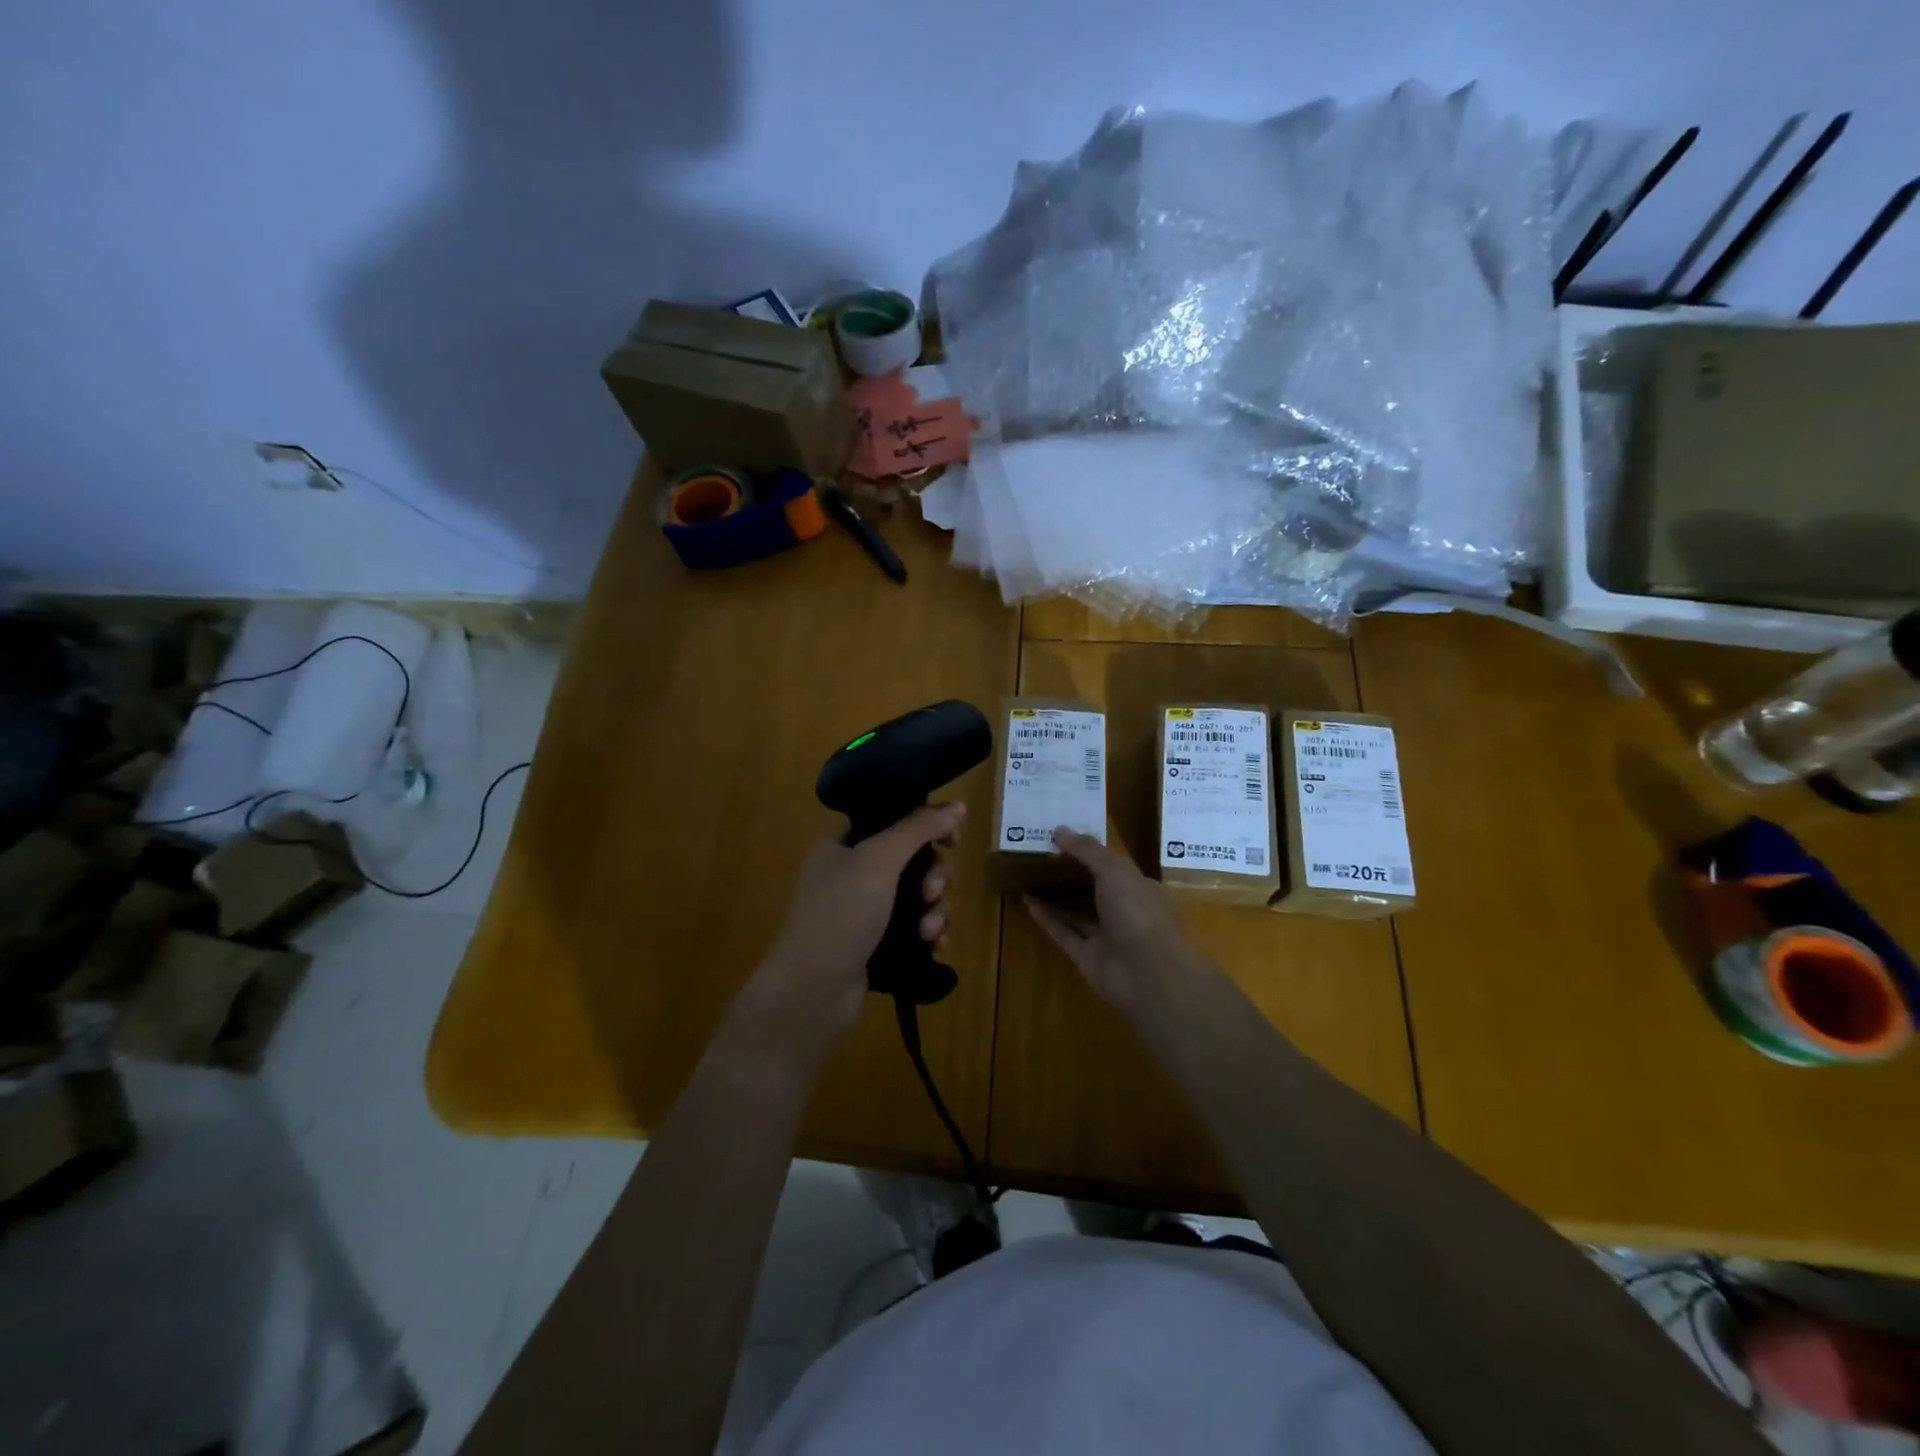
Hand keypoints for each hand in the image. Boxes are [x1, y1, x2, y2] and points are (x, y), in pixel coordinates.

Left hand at [759, 802, 965, 1035]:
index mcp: (843, 845)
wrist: (812, 991)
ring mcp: (864, 912)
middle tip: (931, 892)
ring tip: (929, 931)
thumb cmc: (841, 914)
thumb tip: (958, 805)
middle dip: (933, 876)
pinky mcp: (876, 944)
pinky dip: (929, 932)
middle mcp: (852, 874)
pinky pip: (915, 928)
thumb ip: (918, 828)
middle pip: (913, 860)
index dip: (926, 826)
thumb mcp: (879, 859)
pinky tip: (933, 945)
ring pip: (918, 897)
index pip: (893, 821)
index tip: (952, 841)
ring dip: (935, 909)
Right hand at [1024, 828, 1201, 1012]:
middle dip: (1069, 873)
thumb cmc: (1138, 913)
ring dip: (1054, 895)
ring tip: (1028, 875)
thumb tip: (1059, 830)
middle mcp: (1123, 910)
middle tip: (1039, 854)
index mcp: (1138, 887)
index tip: (1061, 837)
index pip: (1112, 865)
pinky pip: (1064, 933)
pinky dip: (1047, 919)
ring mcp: (1106, 936)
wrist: (1148, 975)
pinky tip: (1028, 902)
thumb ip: (1087, 850)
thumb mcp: (1114, 871)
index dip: (1088, 851)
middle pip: (1092, 888)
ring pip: (1076, 911)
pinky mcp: (1088, 957)